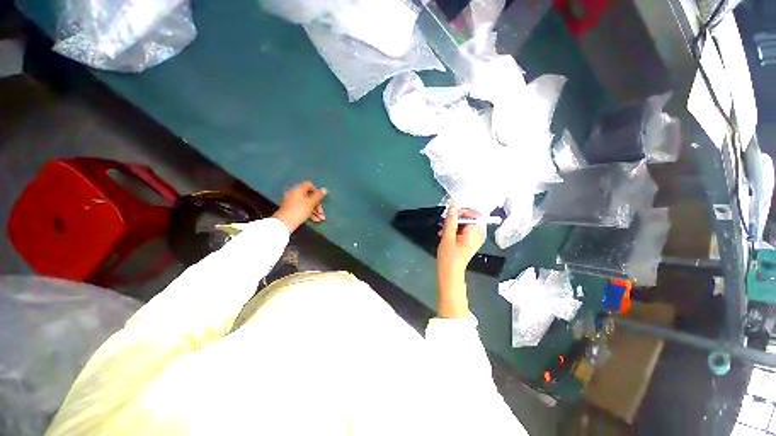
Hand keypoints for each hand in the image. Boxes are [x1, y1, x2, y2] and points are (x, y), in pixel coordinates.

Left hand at [272, 181, 327, 232]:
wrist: (285, 223)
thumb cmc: (299, 210)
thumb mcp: (311, 202)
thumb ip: (318, 195)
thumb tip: (324, 189)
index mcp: (298, 189)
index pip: (309, 184)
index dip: (316, 190)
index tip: (321, 198)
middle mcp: (295, 194)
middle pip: (309, 196)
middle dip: (317, 204)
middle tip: (321, 212)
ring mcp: (293, 202)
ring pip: (307, 204)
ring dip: (315, 211)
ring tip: (321, 218)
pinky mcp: (292, 210)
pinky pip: (303, 209)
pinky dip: (310, 213)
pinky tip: (315, 220)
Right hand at [436, 204, 484, 317]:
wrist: (450, 273)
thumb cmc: (449, 257)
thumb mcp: (447, 237)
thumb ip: (450, 221)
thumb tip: (452, 206)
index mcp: (475, 232)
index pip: (473, 214)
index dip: (461, 212)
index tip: (450, 215)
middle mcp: (477, 234)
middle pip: (469, 218)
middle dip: (455, 219)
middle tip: (444, 223)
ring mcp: (473, 238)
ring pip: (464, 224)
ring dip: (452, 224)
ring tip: (442, 231)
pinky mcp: (468, 241)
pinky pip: (462, 230)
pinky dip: (454, 230)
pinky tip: (444, 234)